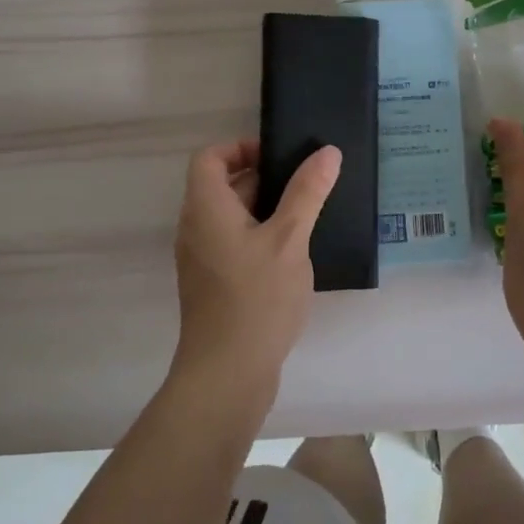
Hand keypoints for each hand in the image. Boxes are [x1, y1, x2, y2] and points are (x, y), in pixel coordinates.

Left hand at [171, 138, 342, 397]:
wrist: (227, 375)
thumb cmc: (256, 298)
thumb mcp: (290, 239)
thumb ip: (307, 192)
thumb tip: (327, 152)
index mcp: (206, 209)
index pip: (210, 158)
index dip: (241, 148)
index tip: (279, 157)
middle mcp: (196, 228)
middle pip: (223, 186)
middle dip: (264, 178)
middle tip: (307, 184)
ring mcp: (203, 259)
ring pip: (232, 217)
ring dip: (266, 210)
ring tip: (308, 216)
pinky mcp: (214, 284)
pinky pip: (234, 243)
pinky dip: (260, 237)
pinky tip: (294, 254)